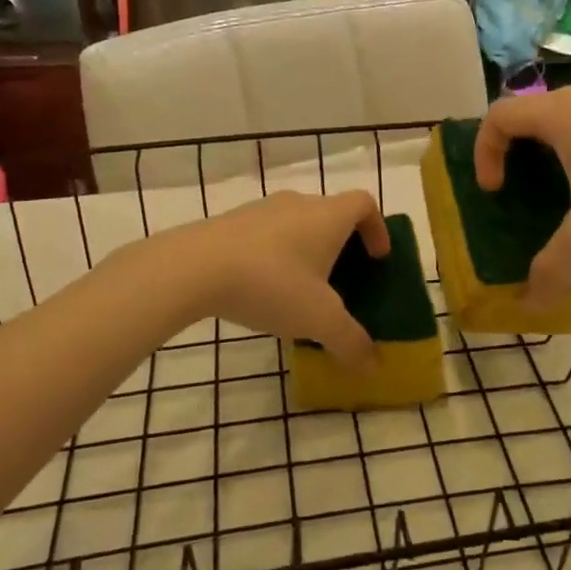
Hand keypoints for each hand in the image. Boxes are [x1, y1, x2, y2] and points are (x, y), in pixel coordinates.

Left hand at [176, 190, 389, 370]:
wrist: (193, 267)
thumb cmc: (271, 283)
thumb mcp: (318, 319)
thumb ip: (350, 341)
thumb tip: (374, 366)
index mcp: (328, 216)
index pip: (364, 204)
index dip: (377, 228)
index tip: (377, 258)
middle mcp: (298, 204)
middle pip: (331, 214)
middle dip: (341, 245)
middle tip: (341, 281)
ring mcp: (260, 210)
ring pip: (296, 224)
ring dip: (306, 250)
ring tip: (300, 290)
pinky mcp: (230, 223)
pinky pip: (265, 235)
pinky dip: (274, 255)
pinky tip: (262, 290)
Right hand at [474, 83, 570, 306]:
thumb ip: (552, 269)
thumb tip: (530, 304)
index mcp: (560, 114)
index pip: (499, 116)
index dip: (484, 152)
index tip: (495, 191)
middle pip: (532, 115)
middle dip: (517, 154)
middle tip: (523, 192)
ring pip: (569, 118)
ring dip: (555, 152)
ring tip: (569, 194)